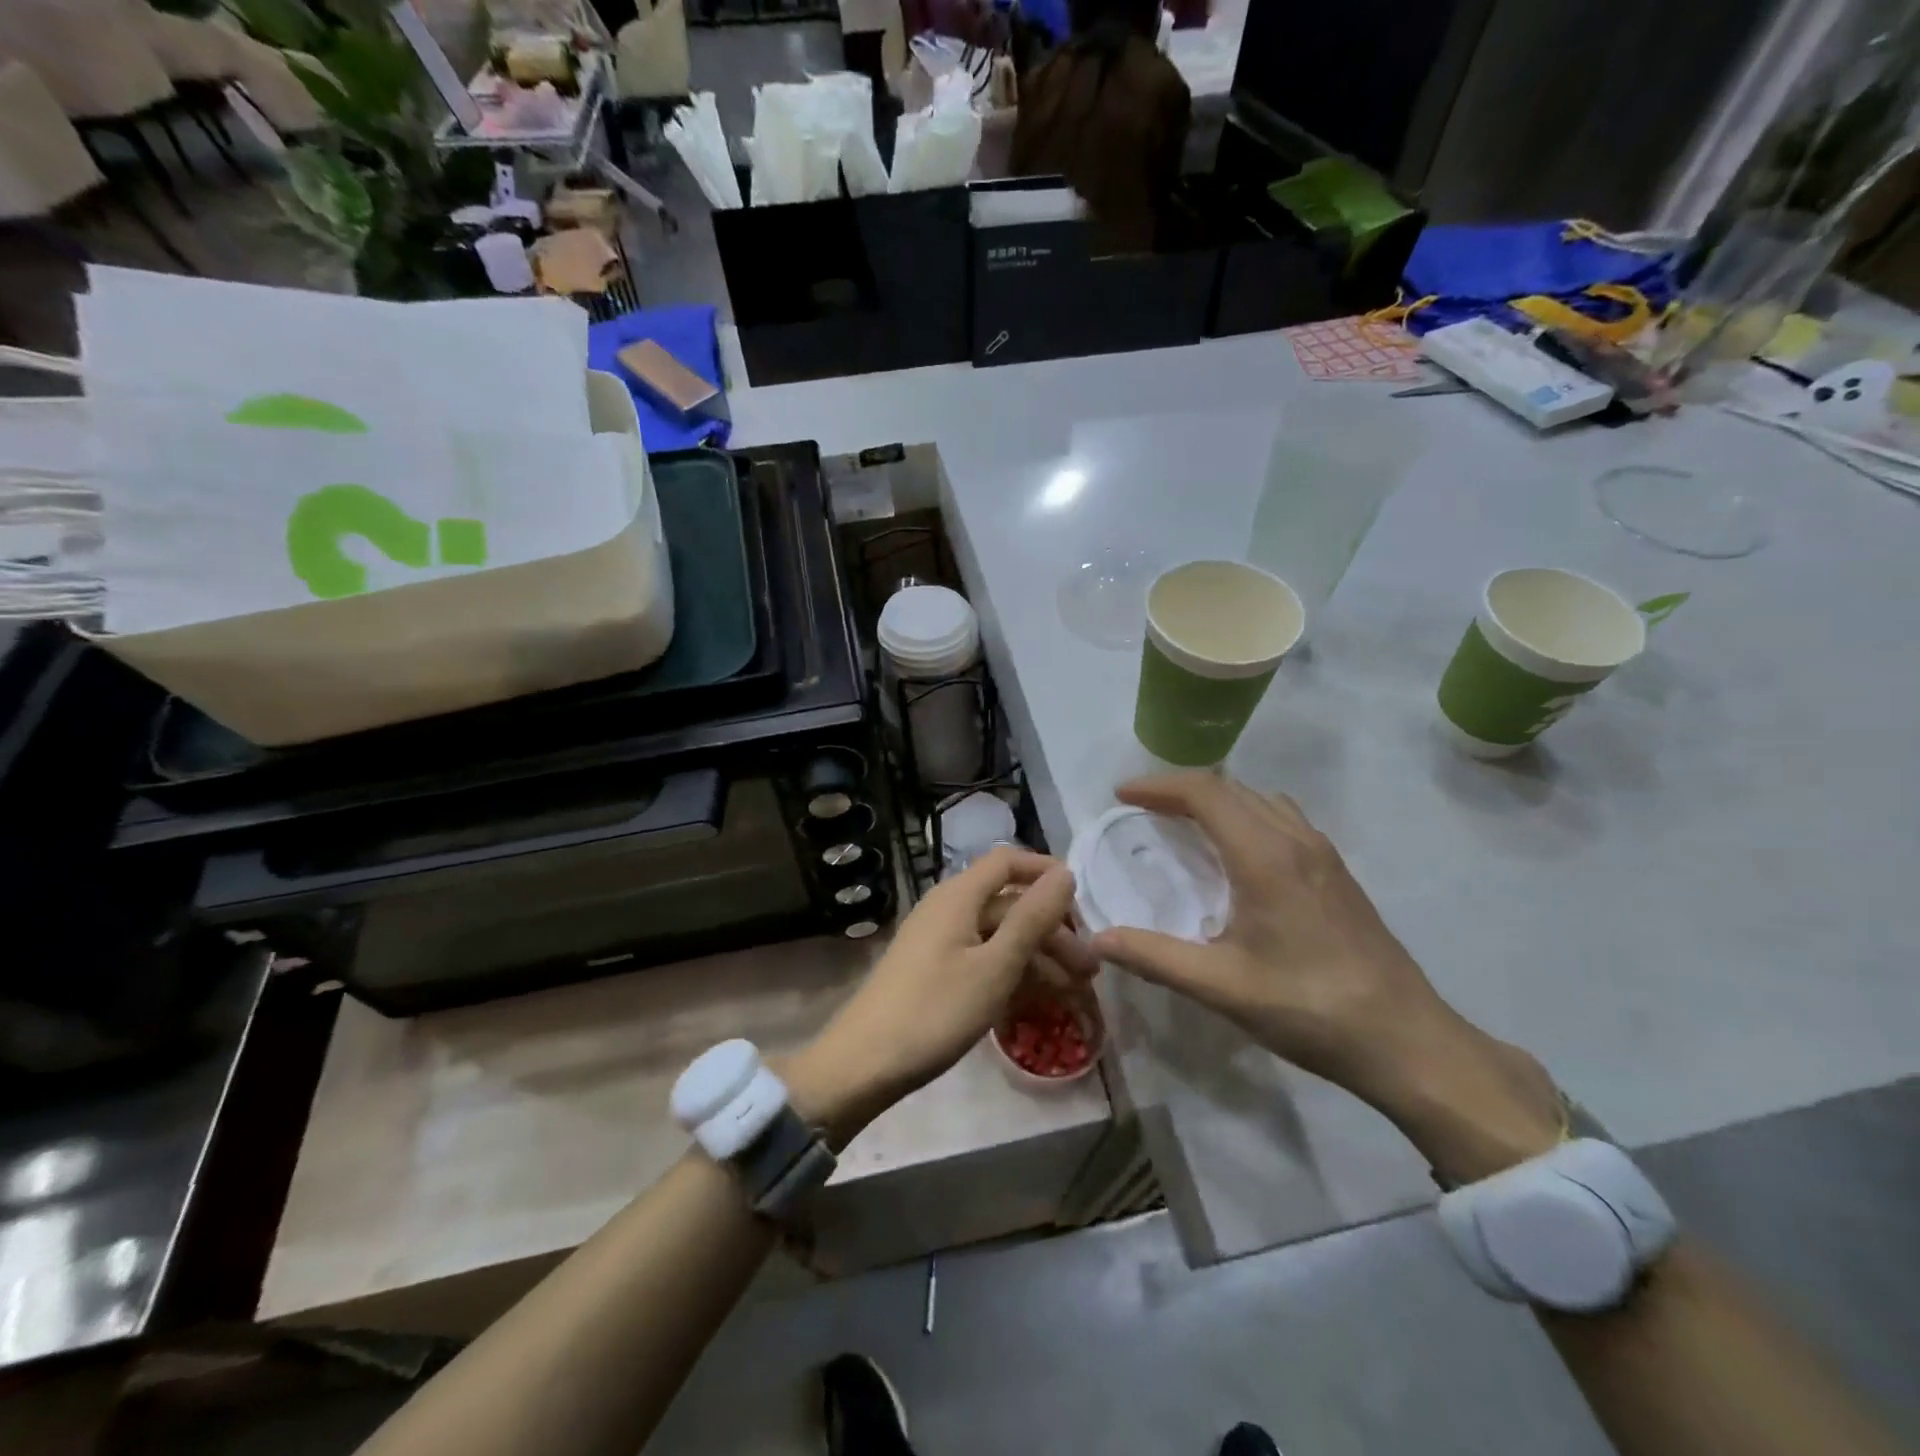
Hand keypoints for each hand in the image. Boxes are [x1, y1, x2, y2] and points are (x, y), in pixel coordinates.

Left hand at [788, 847, 1077, 1146]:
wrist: (864, 1064)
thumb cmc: (935, 1010)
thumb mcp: (995, 966)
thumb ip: (1032, 917)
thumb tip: (1064, 872)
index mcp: (959, 896)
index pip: (1008, 862)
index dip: (1045, 872)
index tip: (1083, 902)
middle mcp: (948, 909)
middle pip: (1009, 905)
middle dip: (1052, 932)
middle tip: (1089, 971)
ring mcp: (939, 942)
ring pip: (998, 937)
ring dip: (1037, 959)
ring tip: (1074, 994)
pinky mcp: (934, 973)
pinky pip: (982, 961)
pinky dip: (1012, 976)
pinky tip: (1038, 1004)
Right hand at [1089, 774, 1562, 1181]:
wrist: (1408, 1041)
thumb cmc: (1310, 1009)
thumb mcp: (1222, 987)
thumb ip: (1154, 957)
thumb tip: (1095, 940)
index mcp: (1265, 856)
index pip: (1204, 793)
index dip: (1158, 786)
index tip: (1121, 795)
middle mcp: (1295, 840)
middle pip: (1230, 788)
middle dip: (1179, 789)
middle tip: (1140, 810)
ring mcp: (1322, 853)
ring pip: (1259, 799)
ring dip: (1215, 800)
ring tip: (1181, 825)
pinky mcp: (1337, 872)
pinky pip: (1281, 818)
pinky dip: (1244, 815)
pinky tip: (1235, 856)